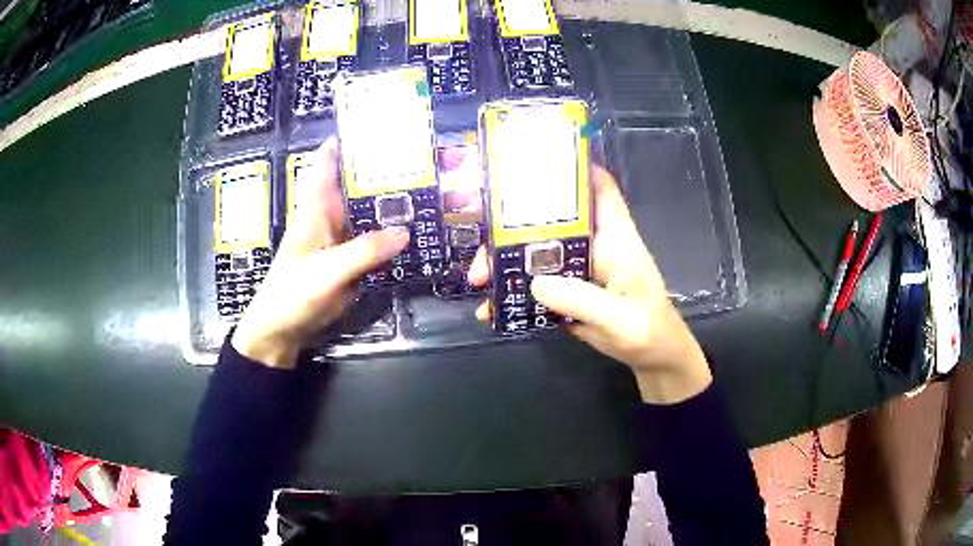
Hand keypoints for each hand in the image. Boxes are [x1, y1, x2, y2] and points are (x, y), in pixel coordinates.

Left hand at [232, 141, 409, 367]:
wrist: (283, 330)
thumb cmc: (293, 293)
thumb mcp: (326, 270)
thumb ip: (363, 252)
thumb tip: (406, 232)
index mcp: (317, 207)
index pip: (329, 161)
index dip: (350, 140)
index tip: (380, 124)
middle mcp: (332, 216)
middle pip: (359, 184)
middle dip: (385, 169)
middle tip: (424, 156)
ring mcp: (344, 239)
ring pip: (372, 212)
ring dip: (395, 202)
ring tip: (432, 187)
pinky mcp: (354, 261)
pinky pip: (379, 242)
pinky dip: (397, 235)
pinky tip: (421, 229)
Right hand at [469, 166, 711, 403]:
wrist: (653, 359)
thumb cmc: (649, 331)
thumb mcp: (621, 319)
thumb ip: (582, 300)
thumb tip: (534, 283)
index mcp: (614, 237)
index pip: (599, 188)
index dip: (573, 168)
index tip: (533, 161)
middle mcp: (593, 244)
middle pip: (550, 219)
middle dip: (512, 228)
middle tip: (483, 252)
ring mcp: (578, 268)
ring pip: (535, 251)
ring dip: (505, 262)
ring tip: (479, 281)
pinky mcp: (568, 291)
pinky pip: (534, 283)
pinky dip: (512, 292)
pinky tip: (491, 309)